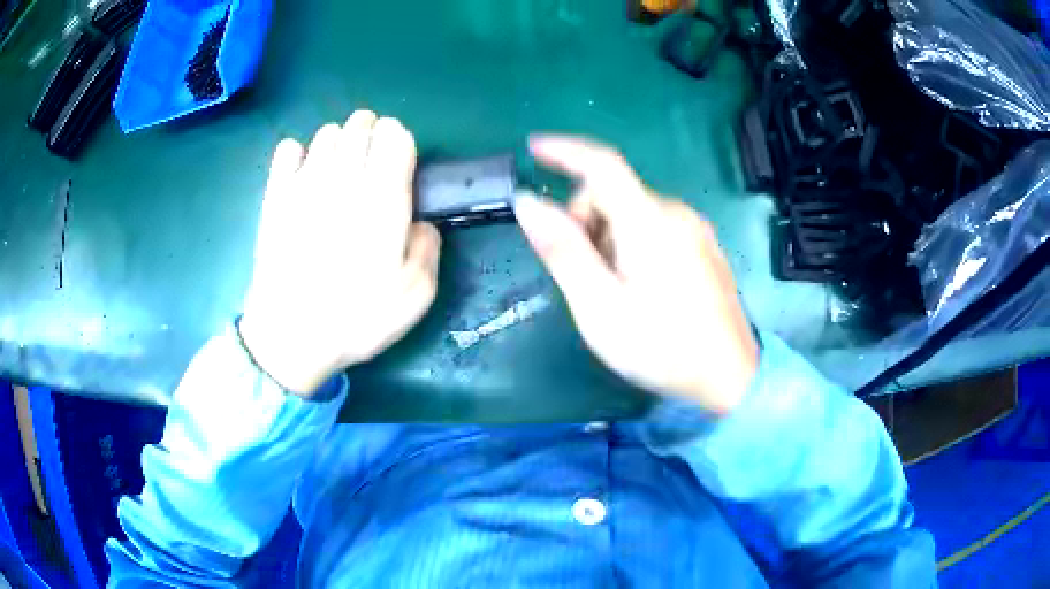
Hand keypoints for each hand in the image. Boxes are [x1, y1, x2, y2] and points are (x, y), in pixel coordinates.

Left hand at [239, 111, 440, 396]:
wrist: (290, 336)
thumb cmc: (356, 319)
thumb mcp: (416, 296)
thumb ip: (429, 248)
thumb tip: (420, 222)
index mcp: (384, 199)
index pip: (396, 136)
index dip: (401, 141)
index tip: (400, 161)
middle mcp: (345, 179)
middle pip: (361, 125)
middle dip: (372, 132)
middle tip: (371, 161)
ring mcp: (305, 183)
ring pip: (327, 132)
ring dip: (339, 142)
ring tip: (339, 170)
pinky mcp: (275, 195)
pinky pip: (287, 149)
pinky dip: (299, 153)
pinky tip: (303, 175)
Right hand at [514, 136, 757, 414]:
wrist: (730, 376)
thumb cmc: (661, 347)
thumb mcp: (599, 306)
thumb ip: (563, 250)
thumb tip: (528, 202)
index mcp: (649, 222)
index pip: (602, 164)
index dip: (565, 151)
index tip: (533, 148)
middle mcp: (676, 213)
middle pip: (613, 193)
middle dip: (585, 222)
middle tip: (584, 276)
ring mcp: (694, 229)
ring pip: (632, 212)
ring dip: (608, 237)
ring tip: (614, 290)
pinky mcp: (703, 245)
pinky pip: (654, 226)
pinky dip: (632, 243)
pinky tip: (640, 287)